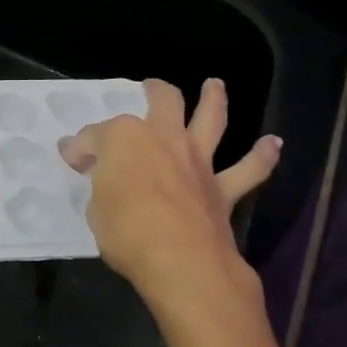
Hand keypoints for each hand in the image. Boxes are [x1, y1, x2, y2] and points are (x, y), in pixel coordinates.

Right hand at [59, 79, 279, 301]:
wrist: (182, 261)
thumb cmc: (126, 231)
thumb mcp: (96, 208)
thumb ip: (99, 185)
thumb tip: (97, 172)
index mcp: (124, 139)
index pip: (96, 136)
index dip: (81, 146)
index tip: (72, 158)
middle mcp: (164, 138)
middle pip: (163, 101)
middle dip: (155, 91)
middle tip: (150, 87)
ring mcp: (197, 160)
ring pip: (211, 119)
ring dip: (214, 100)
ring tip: (215, 85)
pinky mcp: (223, 188)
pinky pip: (248, 170)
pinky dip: (262, 157)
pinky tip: (274, 144)